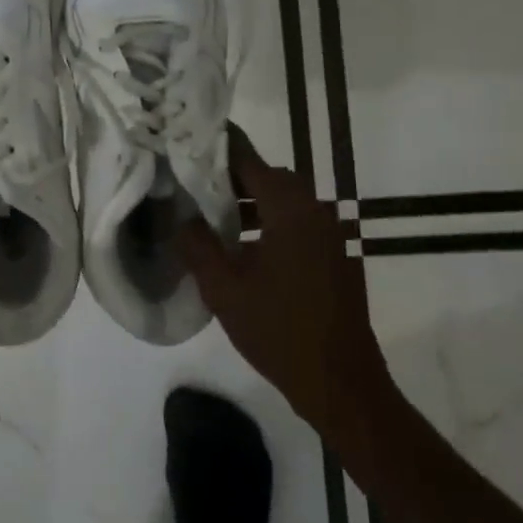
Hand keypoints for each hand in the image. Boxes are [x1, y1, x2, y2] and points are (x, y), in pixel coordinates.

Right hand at [176, 126, 392, 451]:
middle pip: (270, 177)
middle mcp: (316, 211)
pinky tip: (245, 250)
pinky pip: (298, 224)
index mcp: (290, 209)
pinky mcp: (337, 256)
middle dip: (232, 178)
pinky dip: (271, 223)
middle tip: (195, 188)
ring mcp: (332, 234)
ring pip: (285, 201)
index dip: (218, 147)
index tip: (189, 140)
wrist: (340, 382)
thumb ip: (197, 244)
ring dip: (252, 203)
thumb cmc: (278, 331)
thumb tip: (182, 218)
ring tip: (215, 221)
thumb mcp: (223, 288)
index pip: (248, 159)